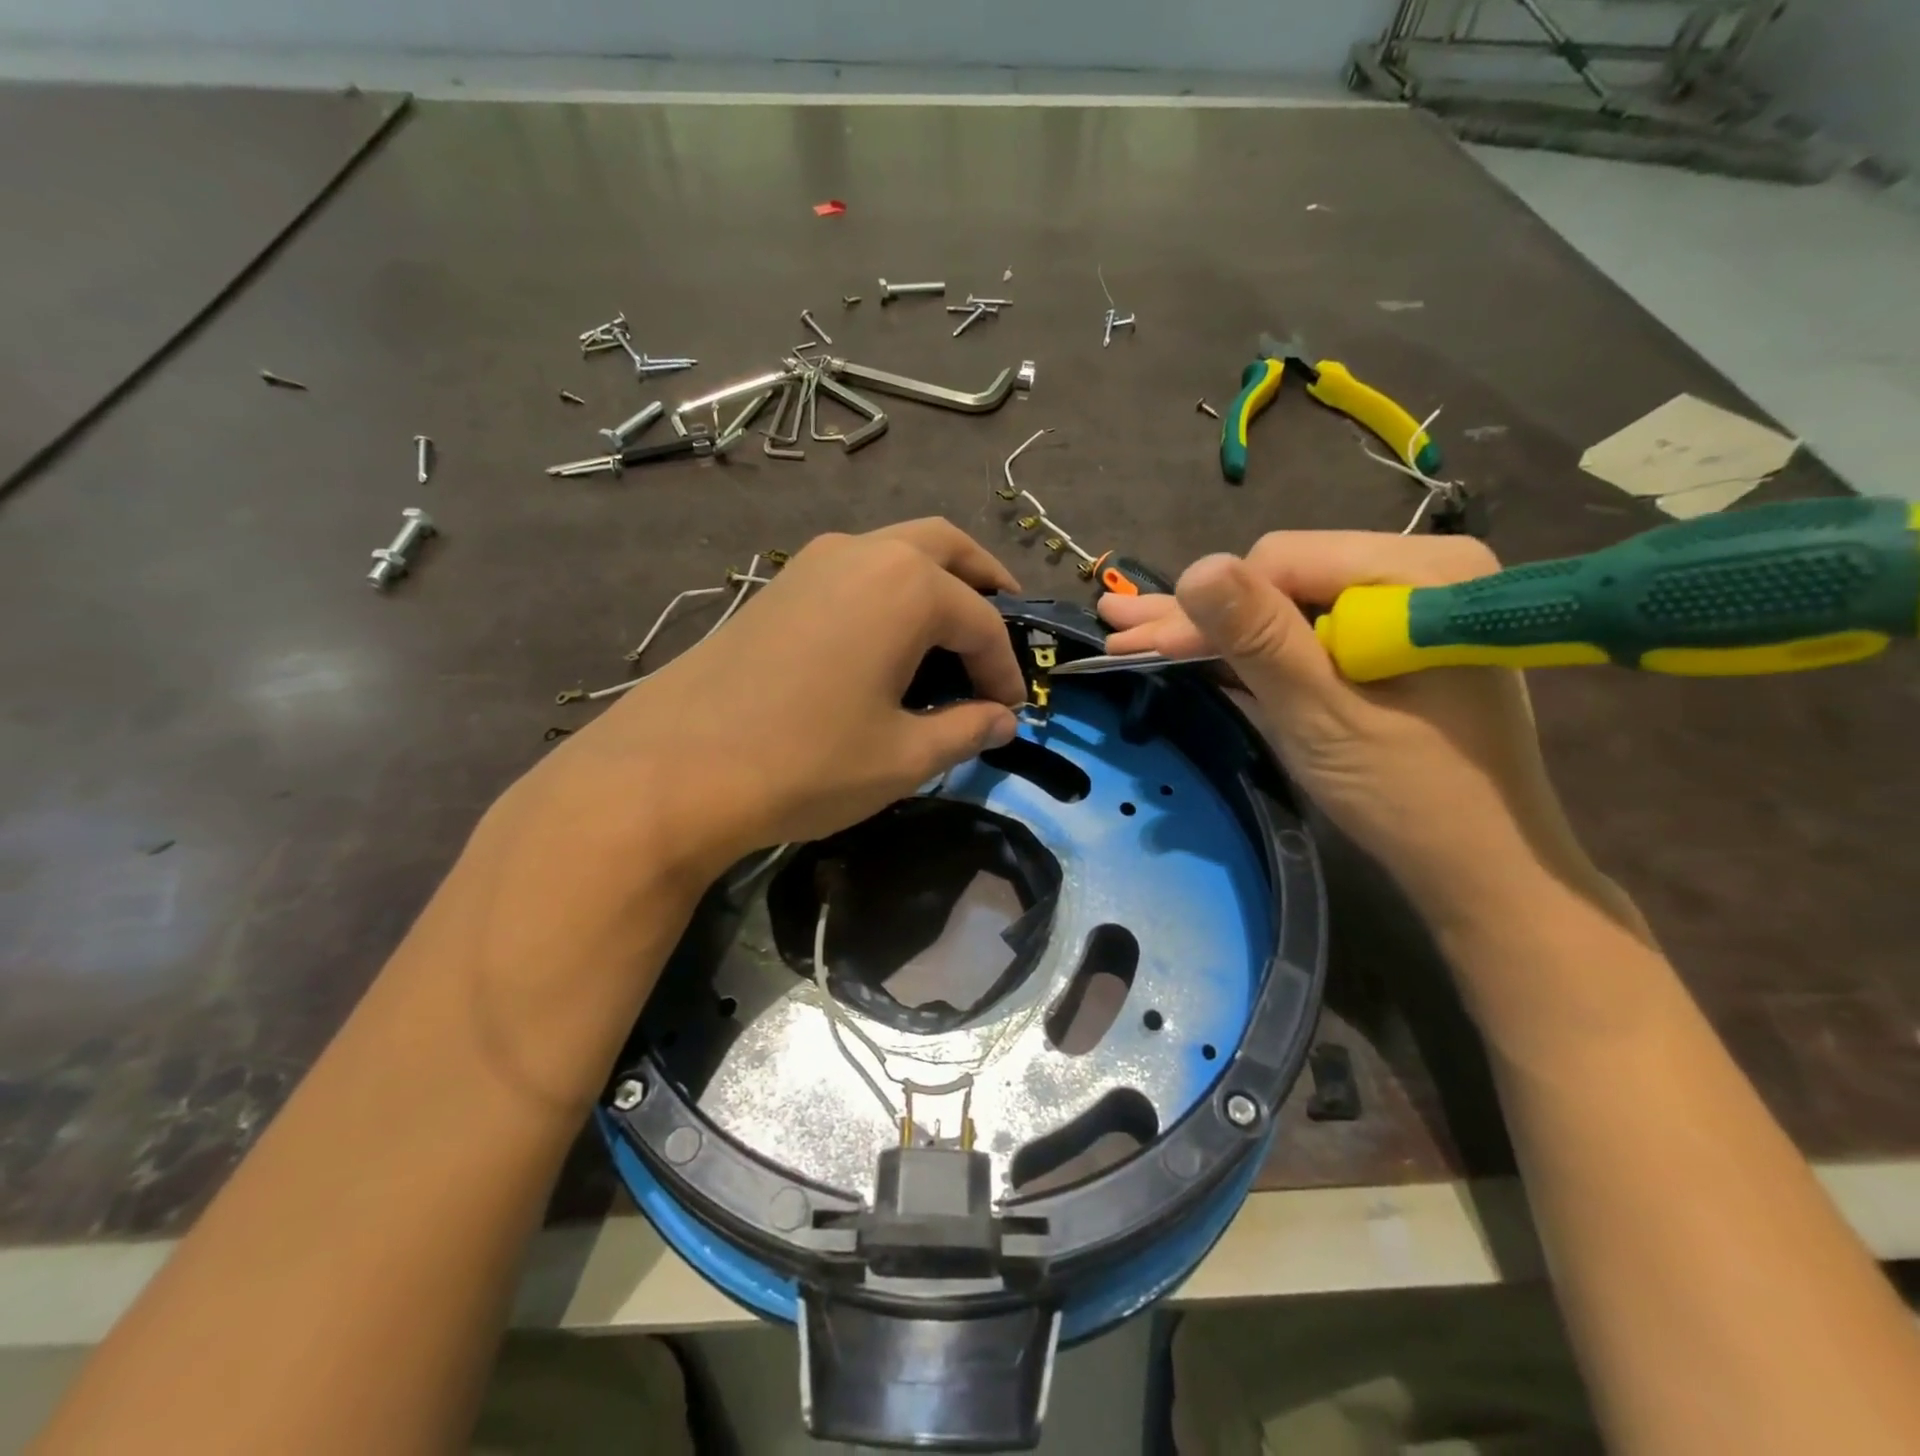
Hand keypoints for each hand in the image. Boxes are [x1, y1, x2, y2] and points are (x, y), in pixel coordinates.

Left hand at [509, 519, 1025, 887]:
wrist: (675, 769)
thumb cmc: (807, 762)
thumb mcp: (902, 757)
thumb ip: (963, 731)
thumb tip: (1000, 722)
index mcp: (908, 587)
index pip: (982, 623)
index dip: (1005, 669)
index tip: (1013, 711)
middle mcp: (864, 553)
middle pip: (946, 548)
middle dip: (984, 585)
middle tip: (1002, 629)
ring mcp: (814, 562)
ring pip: (896, 551)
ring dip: (934, 583)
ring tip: (948, 636)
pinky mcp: (779, 585)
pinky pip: (856, 571)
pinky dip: (889, 593)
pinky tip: (885, 643)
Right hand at [1101, 532, 1636, 938]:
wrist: (1478, 865)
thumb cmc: (1407, 794)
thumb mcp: (1321, 715)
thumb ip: (1261, 640)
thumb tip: (1196, 568)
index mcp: (1422, 573)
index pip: (1283, 560)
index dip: (1210, 605)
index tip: (1147, 646)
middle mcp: (1420, 572)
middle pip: (1282, 579)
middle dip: (1200, 616)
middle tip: (1120, 630)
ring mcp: (1405, 606)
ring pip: (1286, 604)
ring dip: (1213, 629)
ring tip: (1134, 633)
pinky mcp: (1388, 640)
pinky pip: (1307, 631)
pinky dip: (1252, 648)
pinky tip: (1192, 648)